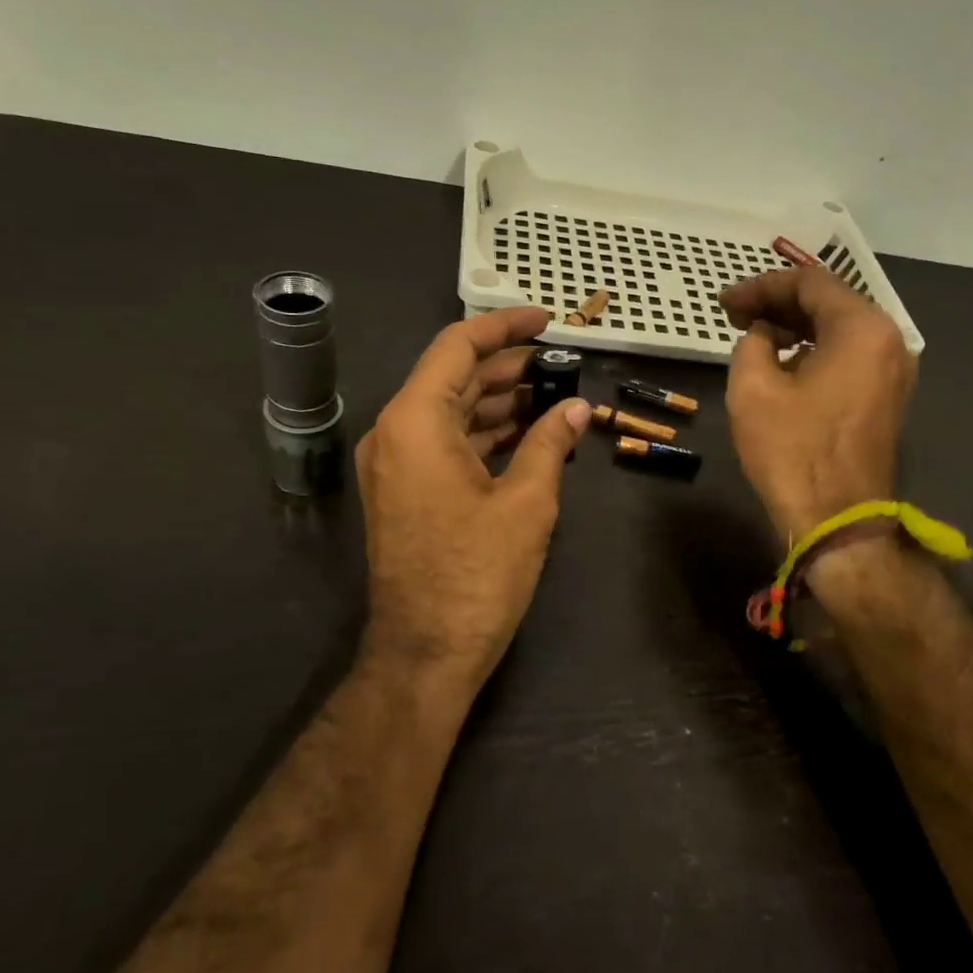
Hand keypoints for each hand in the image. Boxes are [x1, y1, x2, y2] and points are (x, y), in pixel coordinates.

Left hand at [355, 307, 590, 698]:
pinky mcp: (406, 492)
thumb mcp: (526, 504)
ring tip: (555, 395)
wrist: (426, 652)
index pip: (458, 347)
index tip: (548, 319)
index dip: (505, 327)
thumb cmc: (477, 574)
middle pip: (455, 378)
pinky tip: (529, 434)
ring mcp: (397, 465)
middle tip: (563, 363)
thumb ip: (549, 444)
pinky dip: (486, 434)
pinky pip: (447, 444)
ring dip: (501, 401)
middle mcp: (396, 433)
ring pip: (452, 412)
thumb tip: (576, 408)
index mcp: (416, 422)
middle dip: (510, 366)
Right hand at [721, 267, 915, 541]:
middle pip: (830, 303)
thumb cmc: (793, 452)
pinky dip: (815, 350)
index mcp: (862, 329)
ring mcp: (893, 372)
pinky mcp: (887, 399)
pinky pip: (850, 357)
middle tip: (734, 315)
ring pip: (840, 331)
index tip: (724, 303)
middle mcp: (889, 341)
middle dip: (779, 304)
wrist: (838, 522)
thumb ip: (752, 343)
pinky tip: (784, 362)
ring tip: (753, 334)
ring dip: (796, 327)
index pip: (810, 282)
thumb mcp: (753, 388)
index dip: (761, 286)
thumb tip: (763, 335)